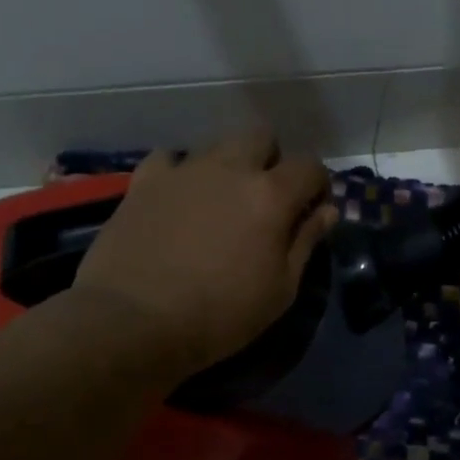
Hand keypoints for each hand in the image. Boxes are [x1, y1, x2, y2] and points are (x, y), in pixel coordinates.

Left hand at [69, 130, 337, 378]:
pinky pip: (168, 159)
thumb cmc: (219, 315)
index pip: (310, 166)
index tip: (312, 209)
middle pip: (261, 136)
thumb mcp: (280, 290)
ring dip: (228, 165)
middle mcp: (230, 168)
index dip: (317, 184)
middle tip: (264, 198)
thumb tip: (327, 210)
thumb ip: (306, 242)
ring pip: (217, 144)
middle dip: (271, 160)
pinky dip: (179, 172)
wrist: (132, 323)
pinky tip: (177, 198)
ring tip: (219, 201)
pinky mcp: (144, 181)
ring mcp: (184, 170)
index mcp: (271, 194)